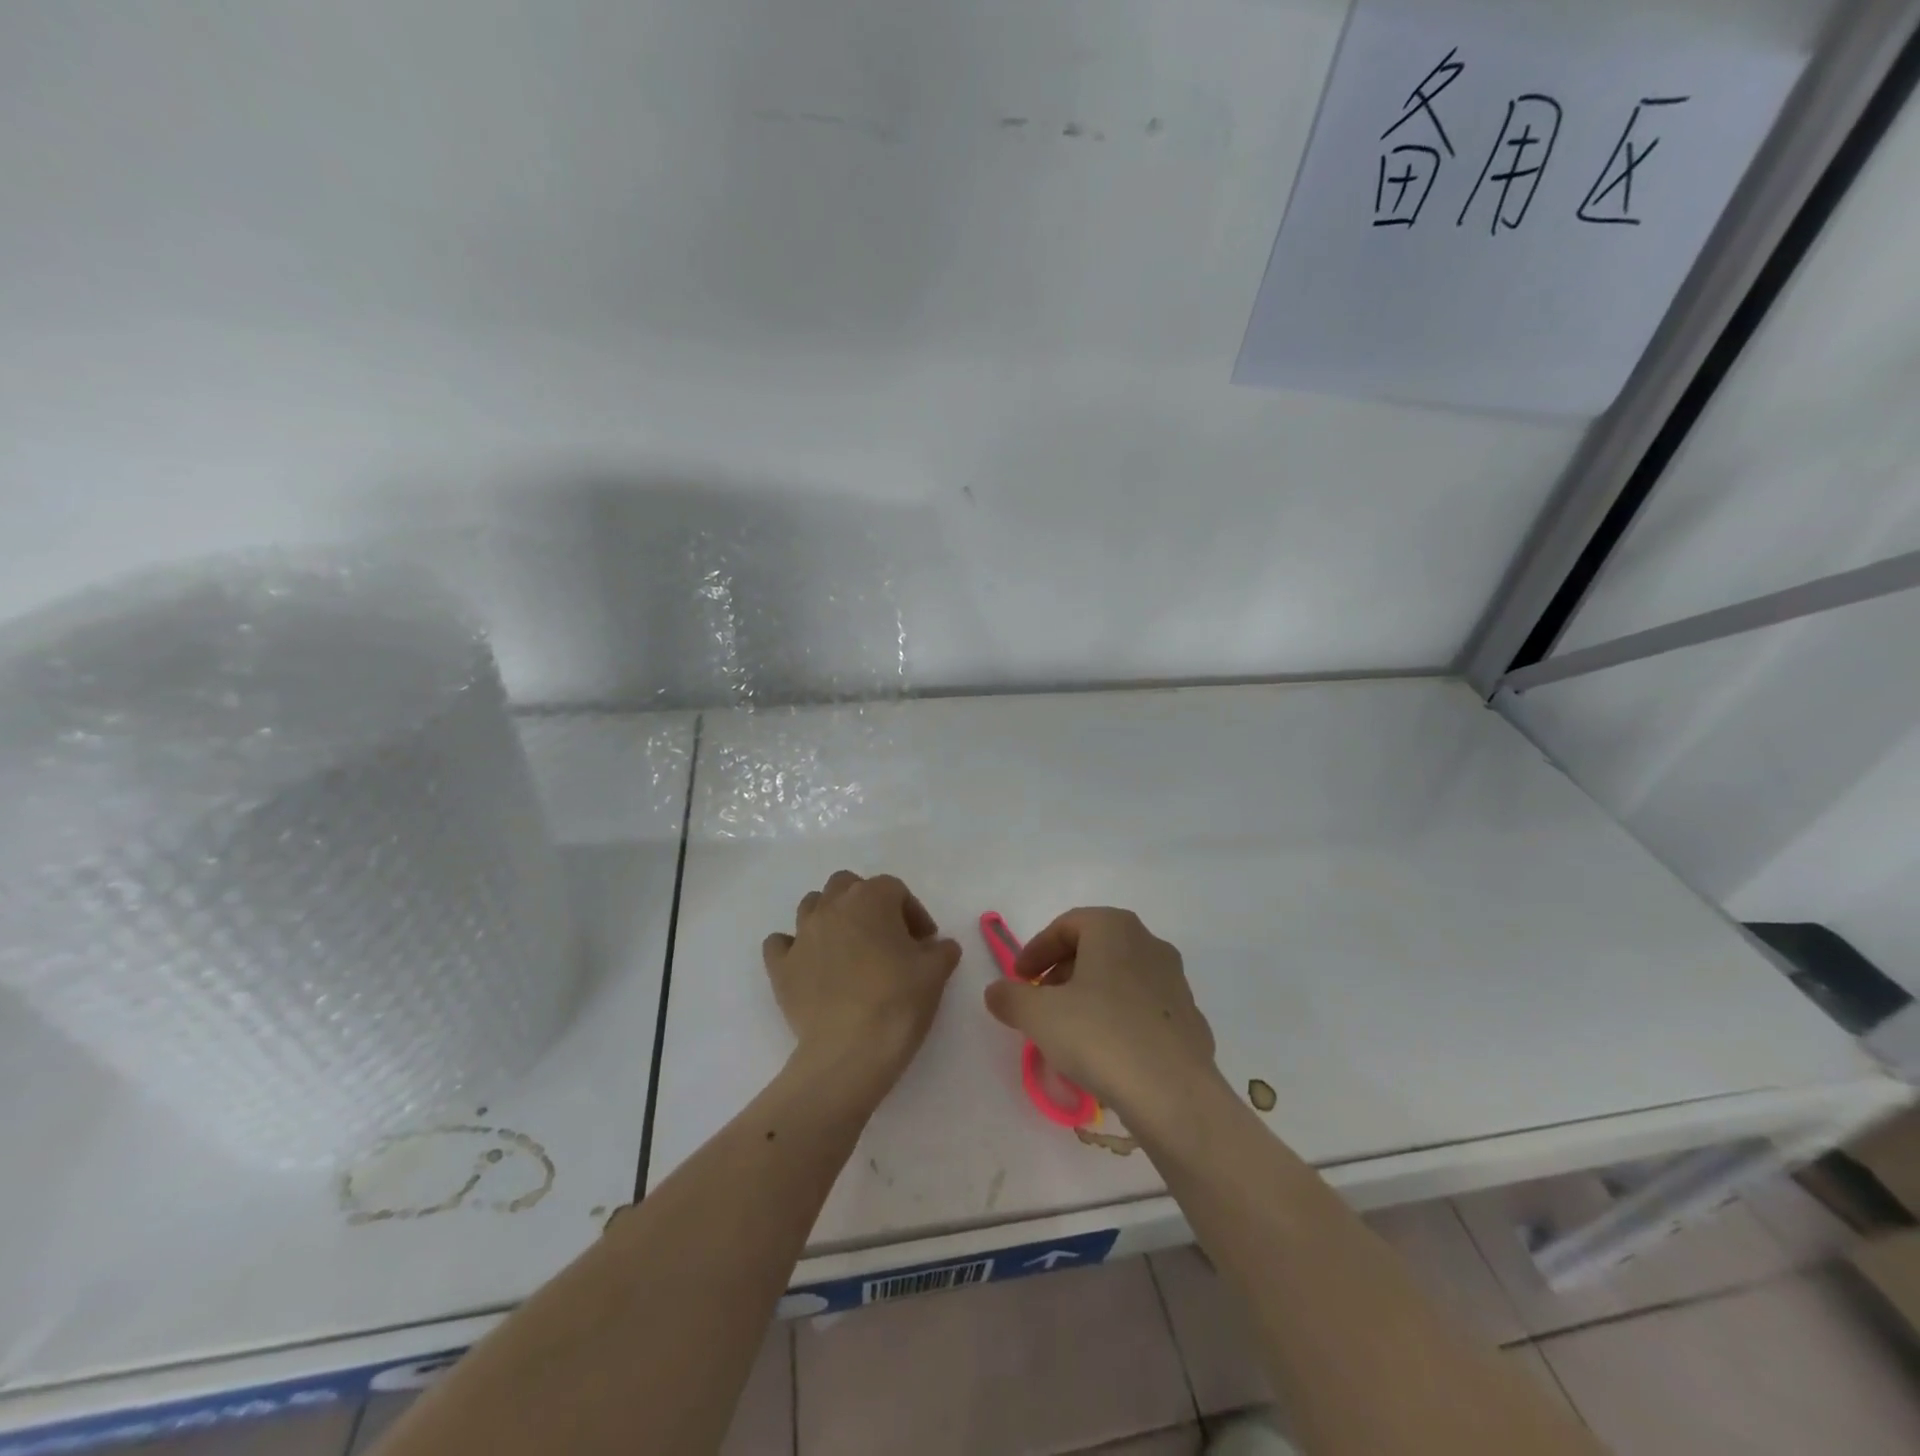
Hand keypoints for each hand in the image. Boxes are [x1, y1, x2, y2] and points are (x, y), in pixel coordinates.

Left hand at [763, 872, 961, 1092]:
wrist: (849, 1050)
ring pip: (812, 905)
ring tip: (847, 947)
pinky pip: (780, 943)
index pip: (895, 889)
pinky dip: (793, 946)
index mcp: (871, 899)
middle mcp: (832, 906)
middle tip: (885, 935)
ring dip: (830, 917)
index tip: (925, 942)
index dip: (913, 912)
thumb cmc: (897, 1001)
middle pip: (847, 885)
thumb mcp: (936, 973)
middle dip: (866, 902)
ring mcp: (802, 934)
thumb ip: (942, 950)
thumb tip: (940, 946)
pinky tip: (808, 963)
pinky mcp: (781, 966)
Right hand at [983, 907, 1217, 1119]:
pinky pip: (1142, 1009)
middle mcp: (1149, 944)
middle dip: (1061, 973)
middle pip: (1095, 948)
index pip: (1066, 925)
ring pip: (1120, 978)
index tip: (1018, 980)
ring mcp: (1175, 982)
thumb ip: (1010, 997)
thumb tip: (996, 992)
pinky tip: (1105, 1054)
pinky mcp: (1190, 1019)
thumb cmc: (1100, 1036)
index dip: (1036, 950)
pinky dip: (1117, 1020)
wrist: (1174, 1095)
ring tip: (1069, 1033)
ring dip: (1089, 997)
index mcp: (1115, 928)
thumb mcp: (1039, 1015)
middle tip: (1040, 1004)